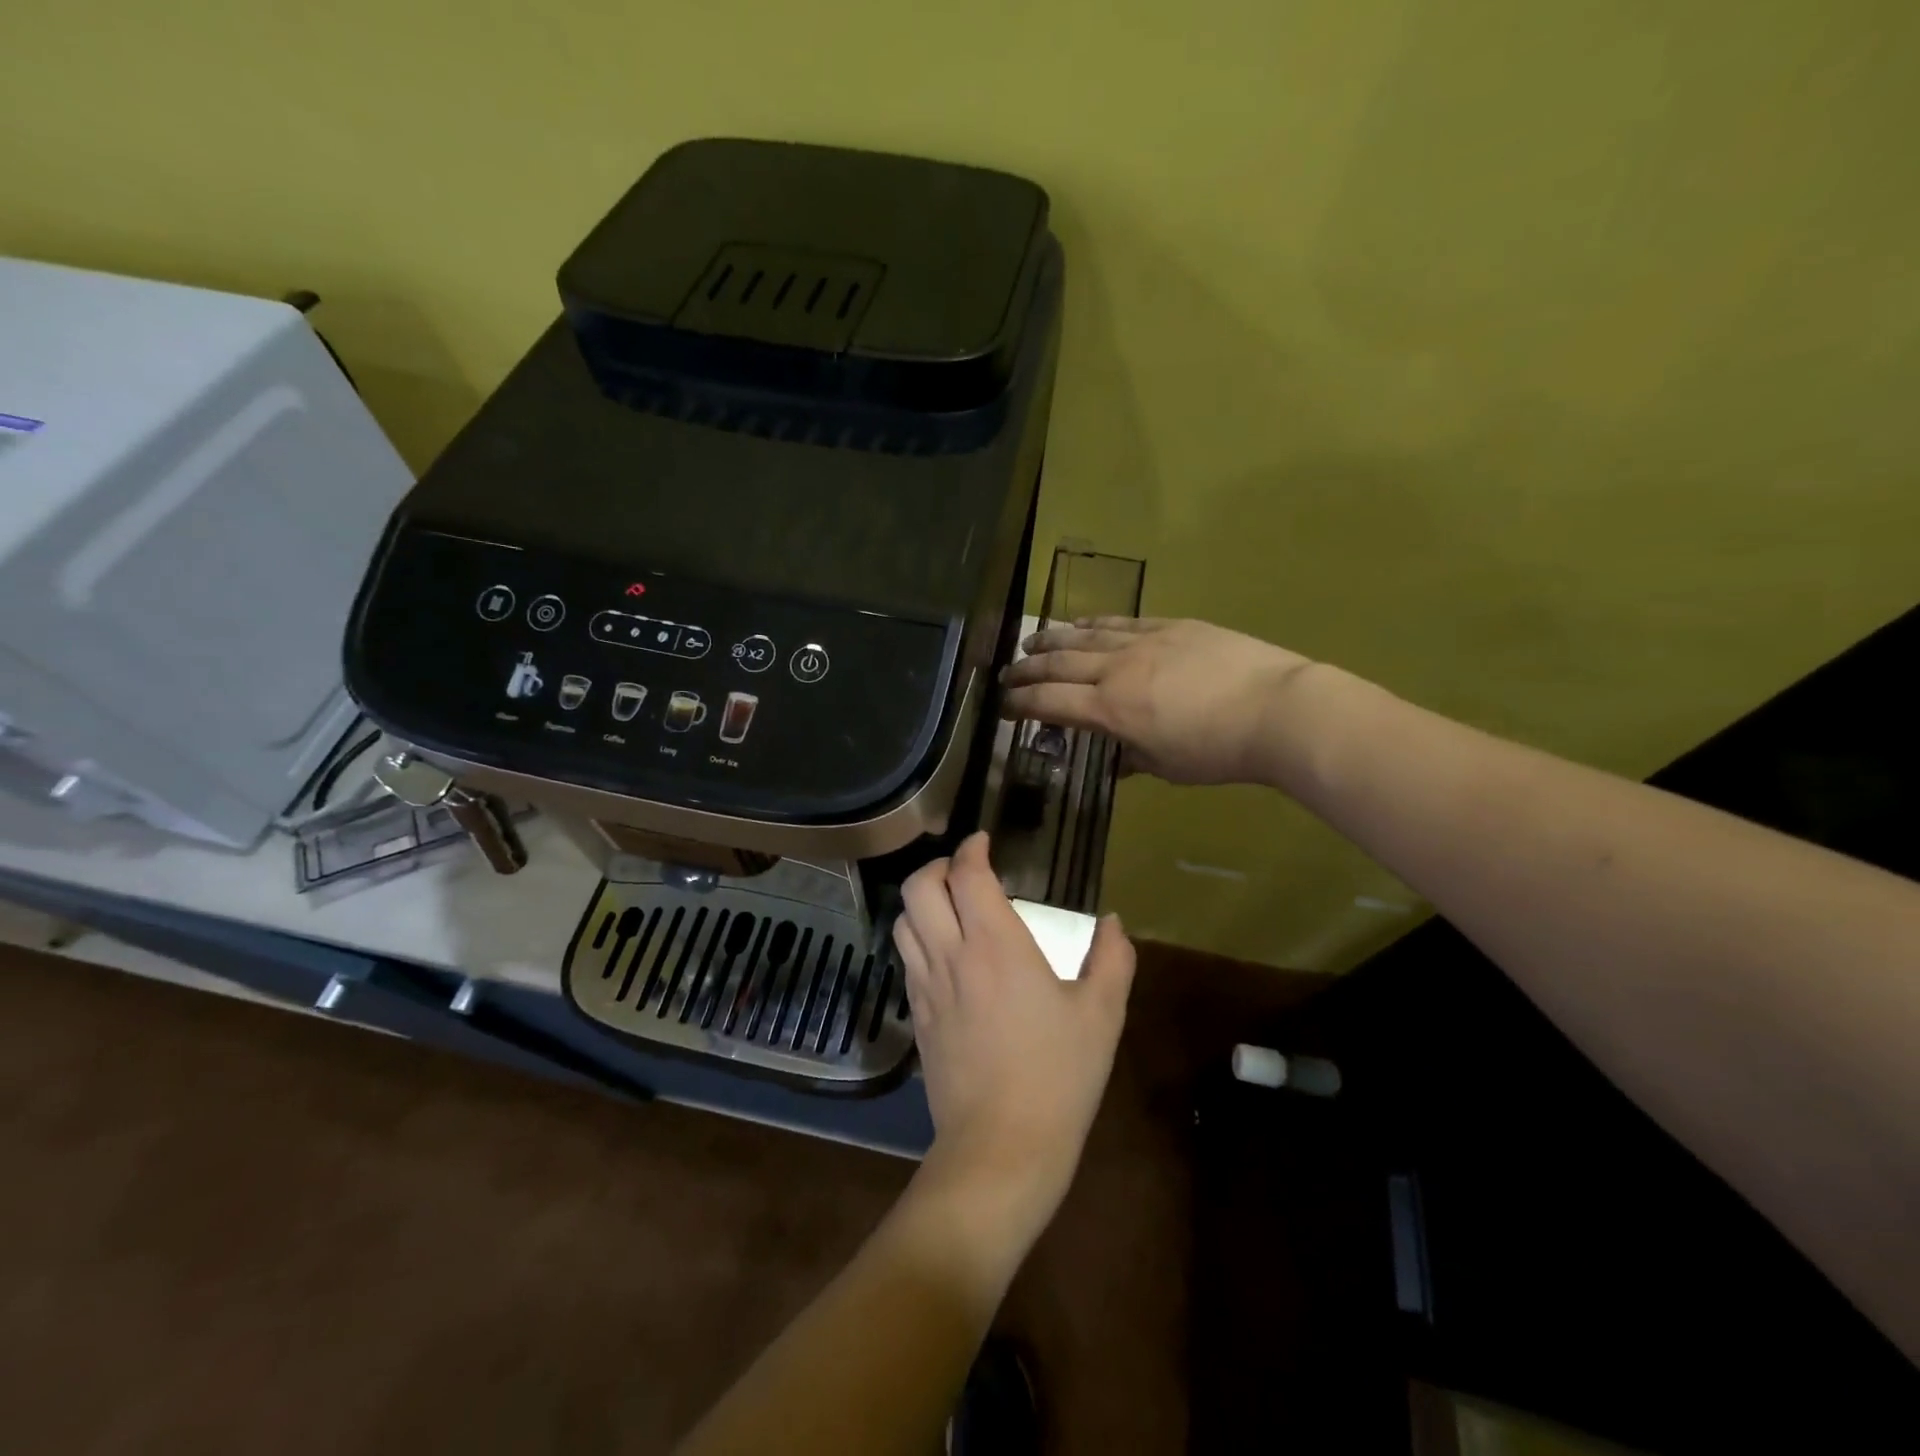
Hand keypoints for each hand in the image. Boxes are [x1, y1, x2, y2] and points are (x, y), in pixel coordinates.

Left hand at [893, 833, 1134, 1224]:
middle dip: (938, 866)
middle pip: (920, 887)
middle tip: (965, 870)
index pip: (967, 875)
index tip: (984, 842)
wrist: (1001, 1148)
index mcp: (996, 945)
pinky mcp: (917, 1016)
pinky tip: (946, 953)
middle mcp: (952, 956)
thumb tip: (1112, 923)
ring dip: (922, 900)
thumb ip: (1111, 960)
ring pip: (903, 920)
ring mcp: (926, 987)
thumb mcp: (1101, 1016)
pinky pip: (906, 958)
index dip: (972, 849)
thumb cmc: (1058, 1077)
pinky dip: (919, 936)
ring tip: (951, 905)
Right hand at [1000, 617, 1311, 785]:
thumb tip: (1116, 759)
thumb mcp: (1168, 767)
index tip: (1002, 706)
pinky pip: (1120, 622)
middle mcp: (1115, 670)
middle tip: (1006, 673)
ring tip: (1031, 642)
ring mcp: (1143, 642)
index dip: (1020, 704)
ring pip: (1083, 637)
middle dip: (1026, 670)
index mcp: (1110, 710)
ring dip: (1052, 640)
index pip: (1050, 703)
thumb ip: (1133, 757)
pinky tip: (1080, 624)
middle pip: (1058, 665)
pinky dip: (1093, 624)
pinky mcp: (1170, 626)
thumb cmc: (1219, 750)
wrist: (1277, 709)